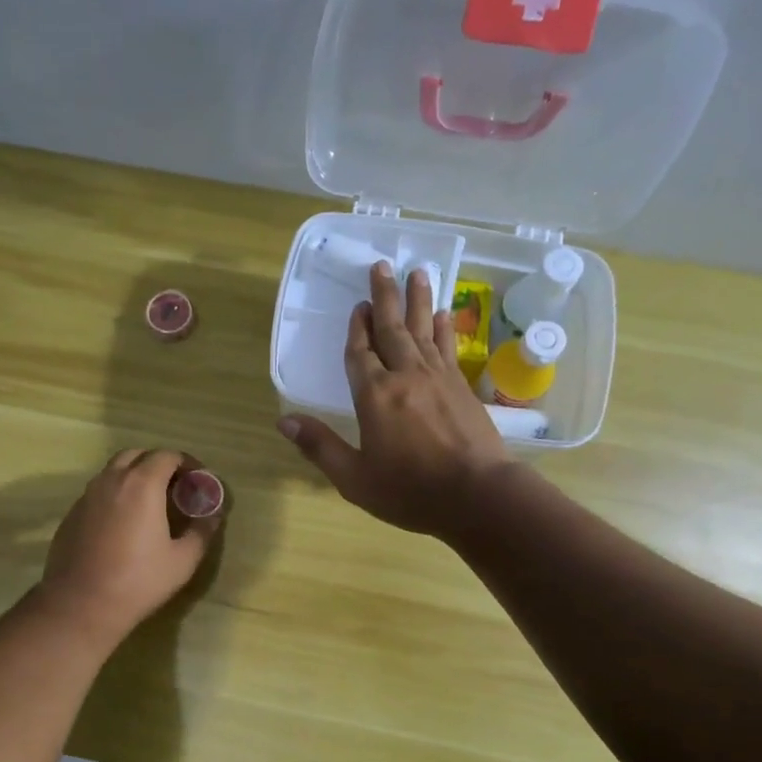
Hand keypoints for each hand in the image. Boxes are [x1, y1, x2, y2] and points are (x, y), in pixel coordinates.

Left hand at [37, 449, 221, 639]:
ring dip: (135, 476)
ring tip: (150, 502)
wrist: (81, 604)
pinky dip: (115, 494)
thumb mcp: (183, 560)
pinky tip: (123, 522)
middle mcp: (111, 480)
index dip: (186, 463)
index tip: (198, 480)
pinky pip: (98, 492)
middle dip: (158, 463)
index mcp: (142, 485)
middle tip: (174, 486)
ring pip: (113, 471)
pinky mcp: (72, 514)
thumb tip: (213, 515)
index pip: (167, 456)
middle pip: (137, 455)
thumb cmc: (138, 581)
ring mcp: (87, 496)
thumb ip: (201, 531)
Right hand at [278, 261, 510, 538]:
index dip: (357, 329)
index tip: (358, 306)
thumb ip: (319, 446)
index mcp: (374, 396)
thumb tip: (283, 421)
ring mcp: (438, 378)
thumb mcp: (354, 478)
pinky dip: (442, 329)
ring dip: (418, 300)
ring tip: (418, 271)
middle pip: (392, 329)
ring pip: (423, 330)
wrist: (478, 496)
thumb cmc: (410, 491)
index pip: (360, 353)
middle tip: (383, 265)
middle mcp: (405, 376)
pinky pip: (447, 348)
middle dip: (385, 297)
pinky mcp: (462, 387)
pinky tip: (443, 315)